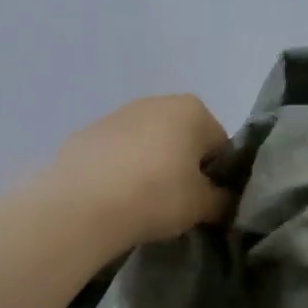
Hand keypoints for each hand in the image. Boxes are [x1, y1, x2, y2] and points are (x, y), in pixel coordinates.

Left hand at [49, 94, 232, 248]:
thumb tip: (225, 201)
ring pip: (147, 145)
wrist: (82, 205)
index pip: (220, 146)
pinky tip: (114, 199)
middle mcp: (155, 101)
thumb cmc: (156, 195)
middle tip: (176, 204)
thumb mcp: (202, 205)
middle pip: (183, 140)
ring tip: (142, 204)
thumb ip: (224, 200)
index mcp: (192, 109)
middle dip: (183, 168)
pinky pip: (115, 154)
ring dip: (150, 168)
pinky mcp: (85, 134)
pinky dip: (120, 171)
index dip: (218, 177)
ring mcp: (116, 115)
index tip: (206, 202)